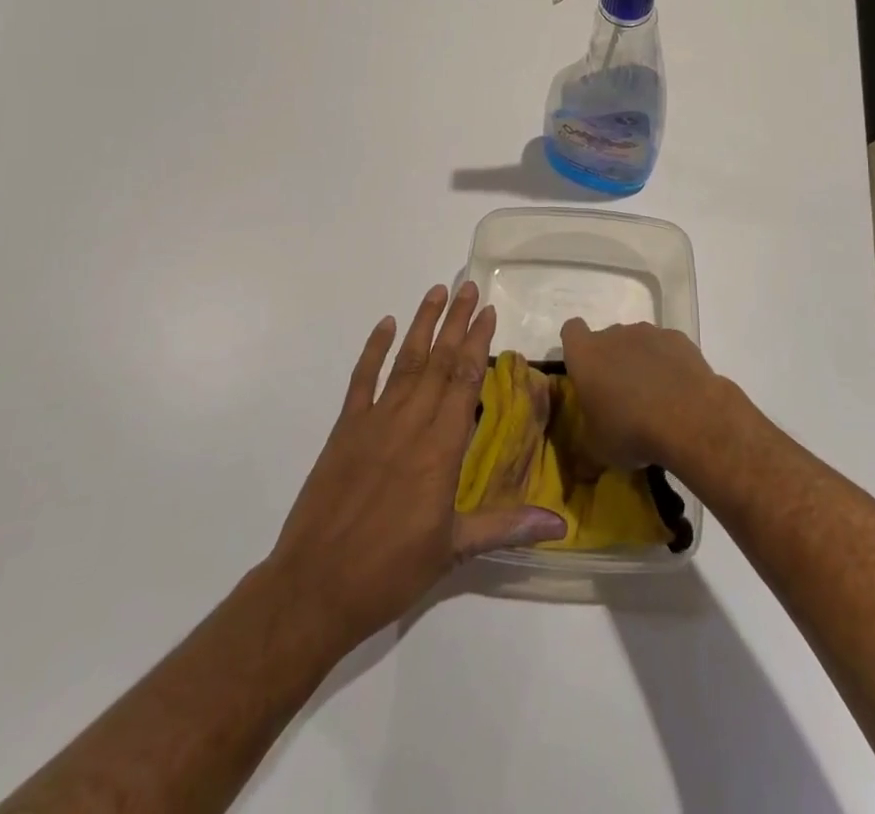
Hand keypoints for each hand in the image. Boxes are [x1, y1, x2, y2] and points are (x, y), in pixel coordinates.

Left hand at [267, 283, 566, 655]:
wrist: (314, 588)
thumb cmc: (390, 571)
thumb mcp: (454, 551)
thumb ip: (506, 527)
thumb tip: (560, 523)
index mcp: (440, 448)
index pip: (465, 380)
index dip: (478, 342)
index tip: (488, 311)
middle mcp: (410, 423)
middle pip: (439, 361)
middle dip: (456, 322)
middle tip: (470, 286)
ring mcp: (374, 422)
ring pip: (406, 361)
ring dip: (422, 324)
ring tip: (437, 291)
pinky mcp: (344, 430)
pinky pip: (362, 380)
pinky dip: (374, 350)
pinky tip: (386, 325)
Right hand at [558, 319, 723, 470]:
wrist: (688, 418)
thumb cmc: (630, 430)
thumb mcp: (598, 451)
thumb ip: (585, 451)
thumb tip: (581, 469)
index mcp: (586, 355)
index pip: (571, 331)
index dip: (575, 346)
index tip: (584, 369)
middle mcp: (614, 335)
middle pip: (607, 339)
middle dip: (611, 361)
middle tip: (619, 396)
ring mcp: (649, 333)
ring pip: (638, 342)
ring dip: (640, 361)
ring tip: (653, 397)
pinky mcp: (678, 339)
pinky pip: (666, 348)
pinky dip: (668, 363)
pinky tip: (678, 390)